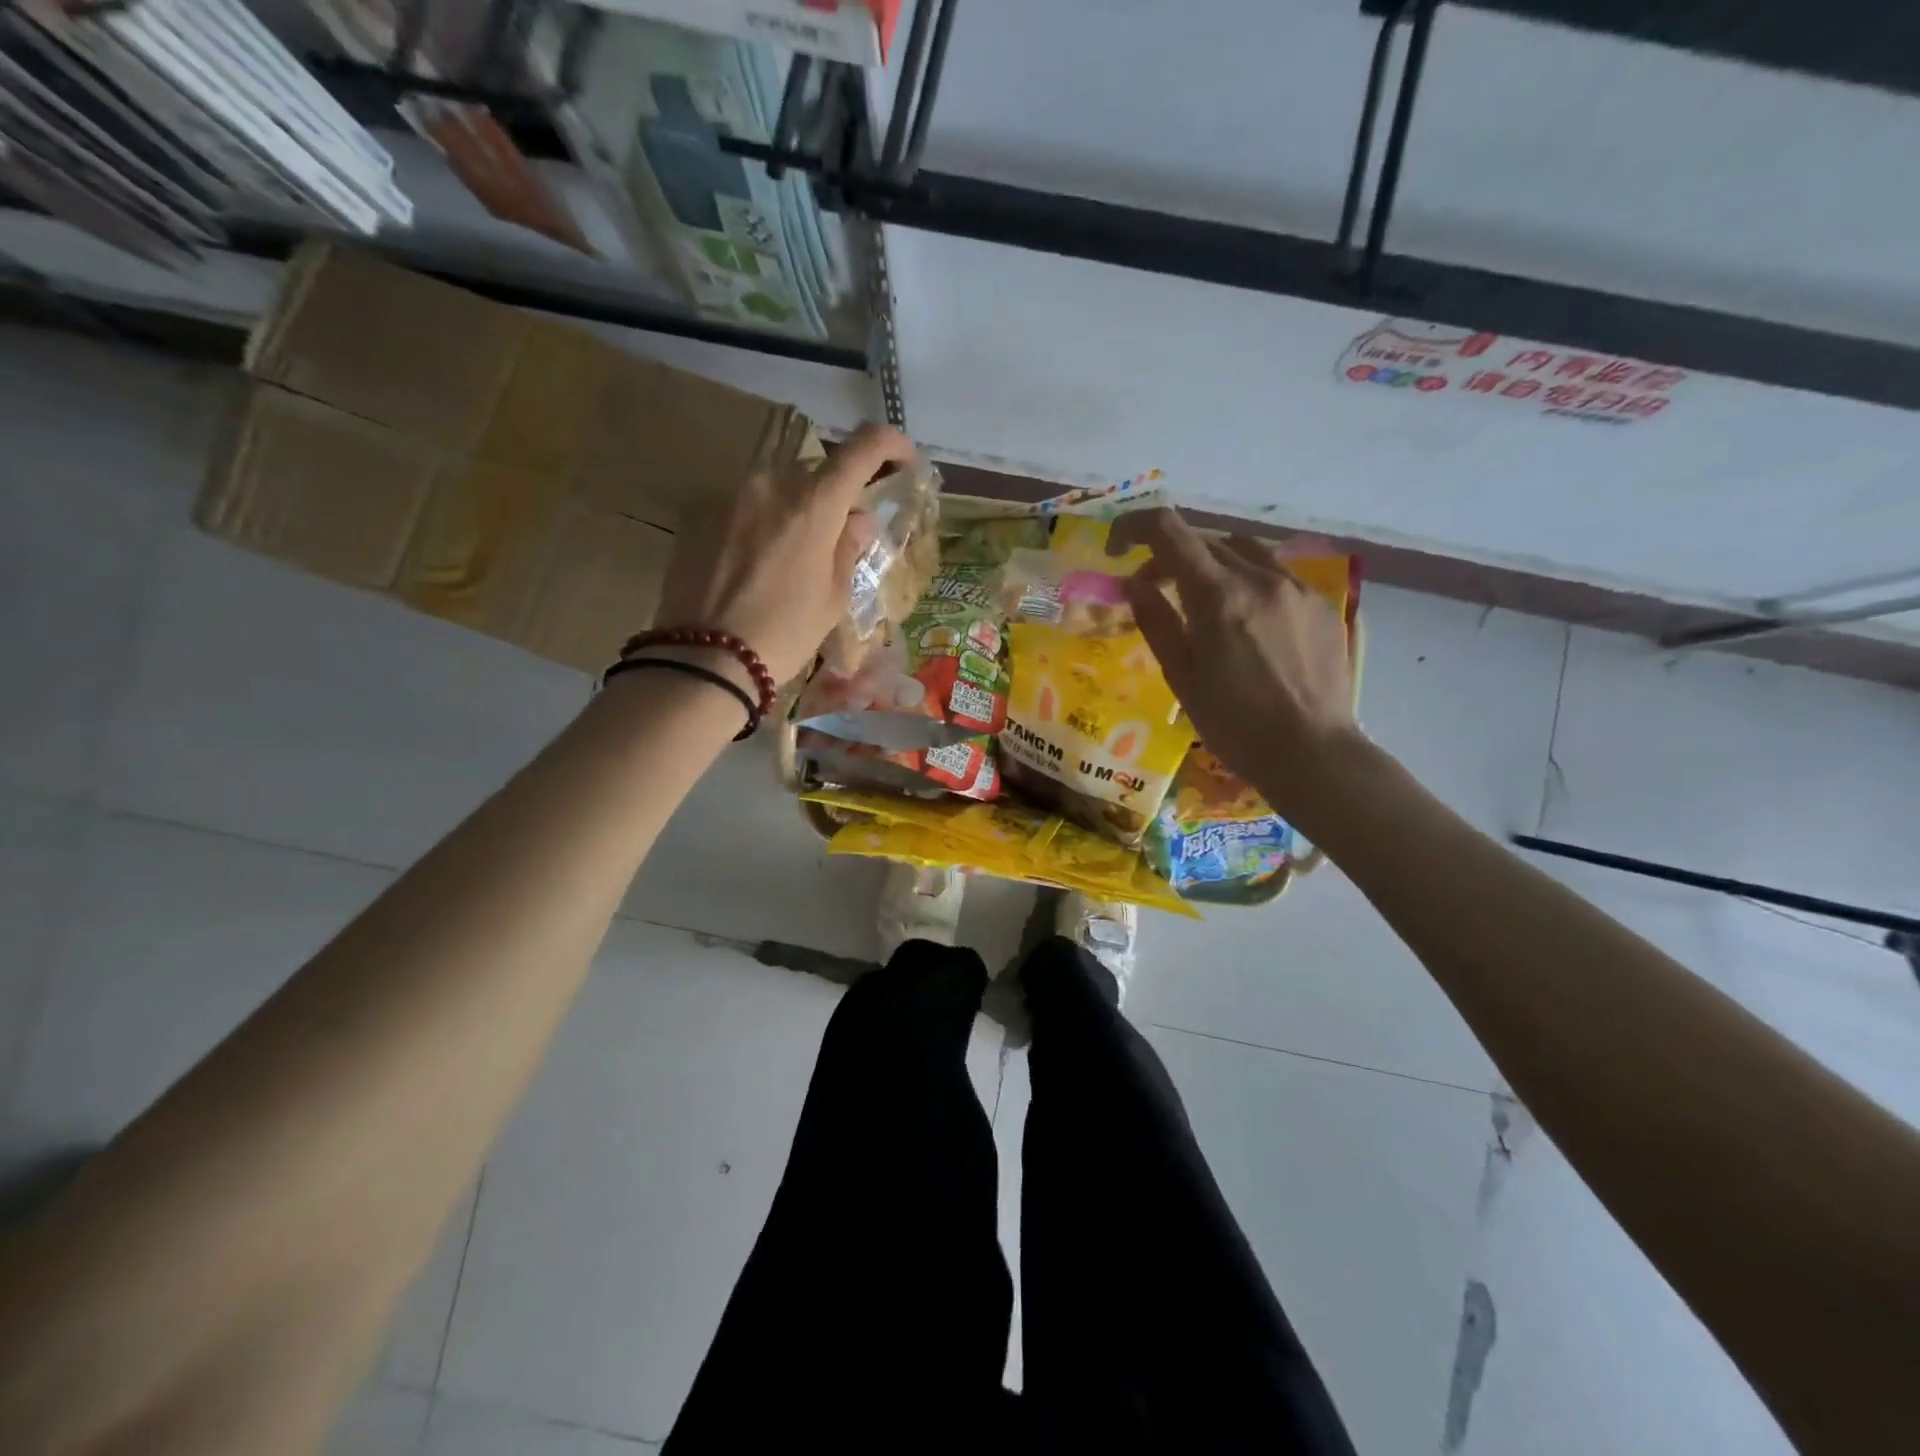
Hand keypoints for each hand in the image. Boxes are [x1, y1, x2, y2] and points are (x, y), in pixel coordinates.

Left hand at [653, 423, 916, 685]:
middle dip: (836, 490)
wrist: (706, 659)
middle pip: (816, 468)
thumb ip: (848, 548)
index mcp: (814, 503)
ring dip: (797, 507)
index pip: (861, 448)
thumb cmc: (785, 633)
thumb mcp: (833, 598)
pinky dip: (764, 523)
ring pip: (778, 486)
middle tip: (844, 528)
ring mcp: (731, 497)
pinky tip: (760, 564)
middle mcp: (771, 484)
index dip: (889, 443)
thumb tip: (858, 519)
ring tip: (798, 553)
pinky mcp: (701, 516)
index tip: (903, 457)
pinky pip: (746, 506)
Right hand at [1122, 509, 1358, 814]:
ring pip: (1244, 552)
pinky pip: (1276, 574)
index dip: (1133, 526)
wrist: (1312, 753)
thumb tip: (1132, 583)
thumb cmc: (1234, 724)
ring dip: (1210, 563)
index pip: (1168, 531)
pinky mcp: (1321, 606)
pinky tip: (1245, 620)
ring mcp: (1297, 588)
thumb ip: (1156, 621)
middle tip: (1151, 589)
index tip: (1116, 548)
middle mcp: (1260, 577)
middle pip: (1205, 540)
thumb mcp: (1181, 676)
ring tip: (1200, 599)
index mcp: (1218, 595)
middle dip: (1168, 556)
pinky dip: (1247, 581)